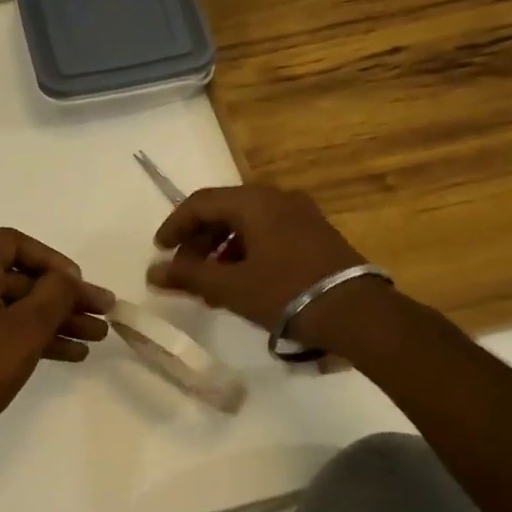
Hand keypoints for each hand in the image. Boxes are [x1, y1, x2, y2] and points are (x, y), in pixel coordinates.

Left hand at [0, 229, 112, 464]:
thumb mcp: (24, 328)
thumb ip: (54, 294)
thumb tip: (66, 276)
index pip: (12, 243)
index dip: (50, 258)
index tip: (76, 283)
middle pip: (21, 278)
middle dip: (64, 295)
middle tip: (105, 311)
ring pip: (18, 308)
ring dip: (58, 319)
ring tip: (99, 336)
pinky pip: (8, 331)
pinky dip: (38, 338)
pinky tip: (73, 354)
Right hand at [146, 185, 368, 342]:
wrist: (358, 313)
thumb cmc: (287, 293)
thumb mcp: (231, 288)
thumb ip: (188, 276)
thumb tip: (153, 273)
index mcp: (254, 202)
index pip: (200, 203)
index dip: (174, 225)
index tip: (160, 252)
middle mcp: (277, 198)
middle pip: (223, 210)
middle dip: (198, 240)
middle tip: (184, 270)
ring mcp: (300, 214)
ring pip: (246, 222)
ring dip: (221, 248)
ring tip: (210, 281)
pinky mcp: (315, 234)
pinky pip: (268, 232)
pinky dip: (245, 251)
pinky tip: (241, 280)